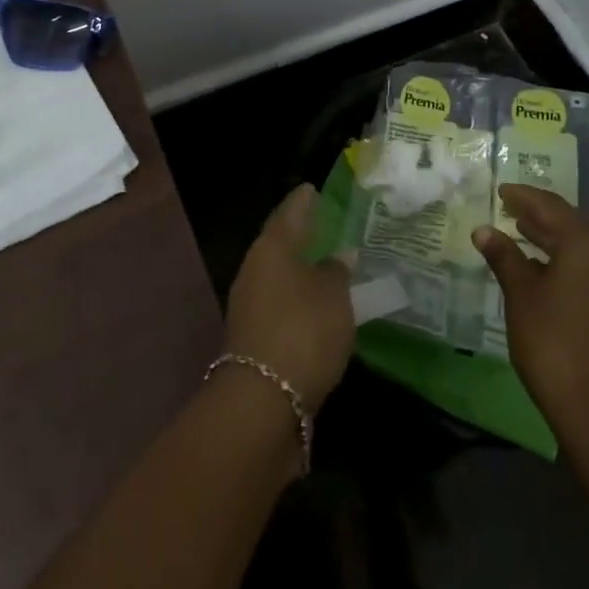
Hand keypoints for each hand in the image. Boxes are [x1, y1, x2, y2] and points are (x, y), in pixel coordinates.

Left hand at [223, 184, 354, 406]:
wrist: (263, 400)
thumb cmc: (303, 330)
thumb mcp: (333, 296)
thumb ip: (337, 271)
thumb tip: (339, 255)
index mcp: (271, 249)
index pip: (289, 214)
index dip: (303, 201)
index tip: (312, 188)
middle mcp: (254, 271)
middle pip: (279, 245)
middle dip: (301, 235)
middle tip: (324, 224)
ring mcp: (249, 306)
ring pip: (279, 276)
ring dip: (300, 270)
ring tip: (328, 265)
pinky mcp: (254, 337)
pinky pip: (280, 304)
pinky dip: (298, 298)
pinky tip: (317, 305)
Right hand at [474, 184, 588, 439]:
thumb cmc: (551, 339)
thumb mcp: (520, 293)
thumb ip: (503, 256)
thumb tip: (483, 230)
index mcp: (584, 243)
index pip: (550, 206)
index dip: (523, 196)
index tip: (499, 190)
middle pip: (568, 220)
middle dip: (537, 212)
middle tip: (506, 205)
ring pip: (577, 242)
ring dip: (548, 233)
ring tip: (517, 227)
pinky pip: (584, 261)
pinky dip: (560, 254)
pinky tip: (536, 261)